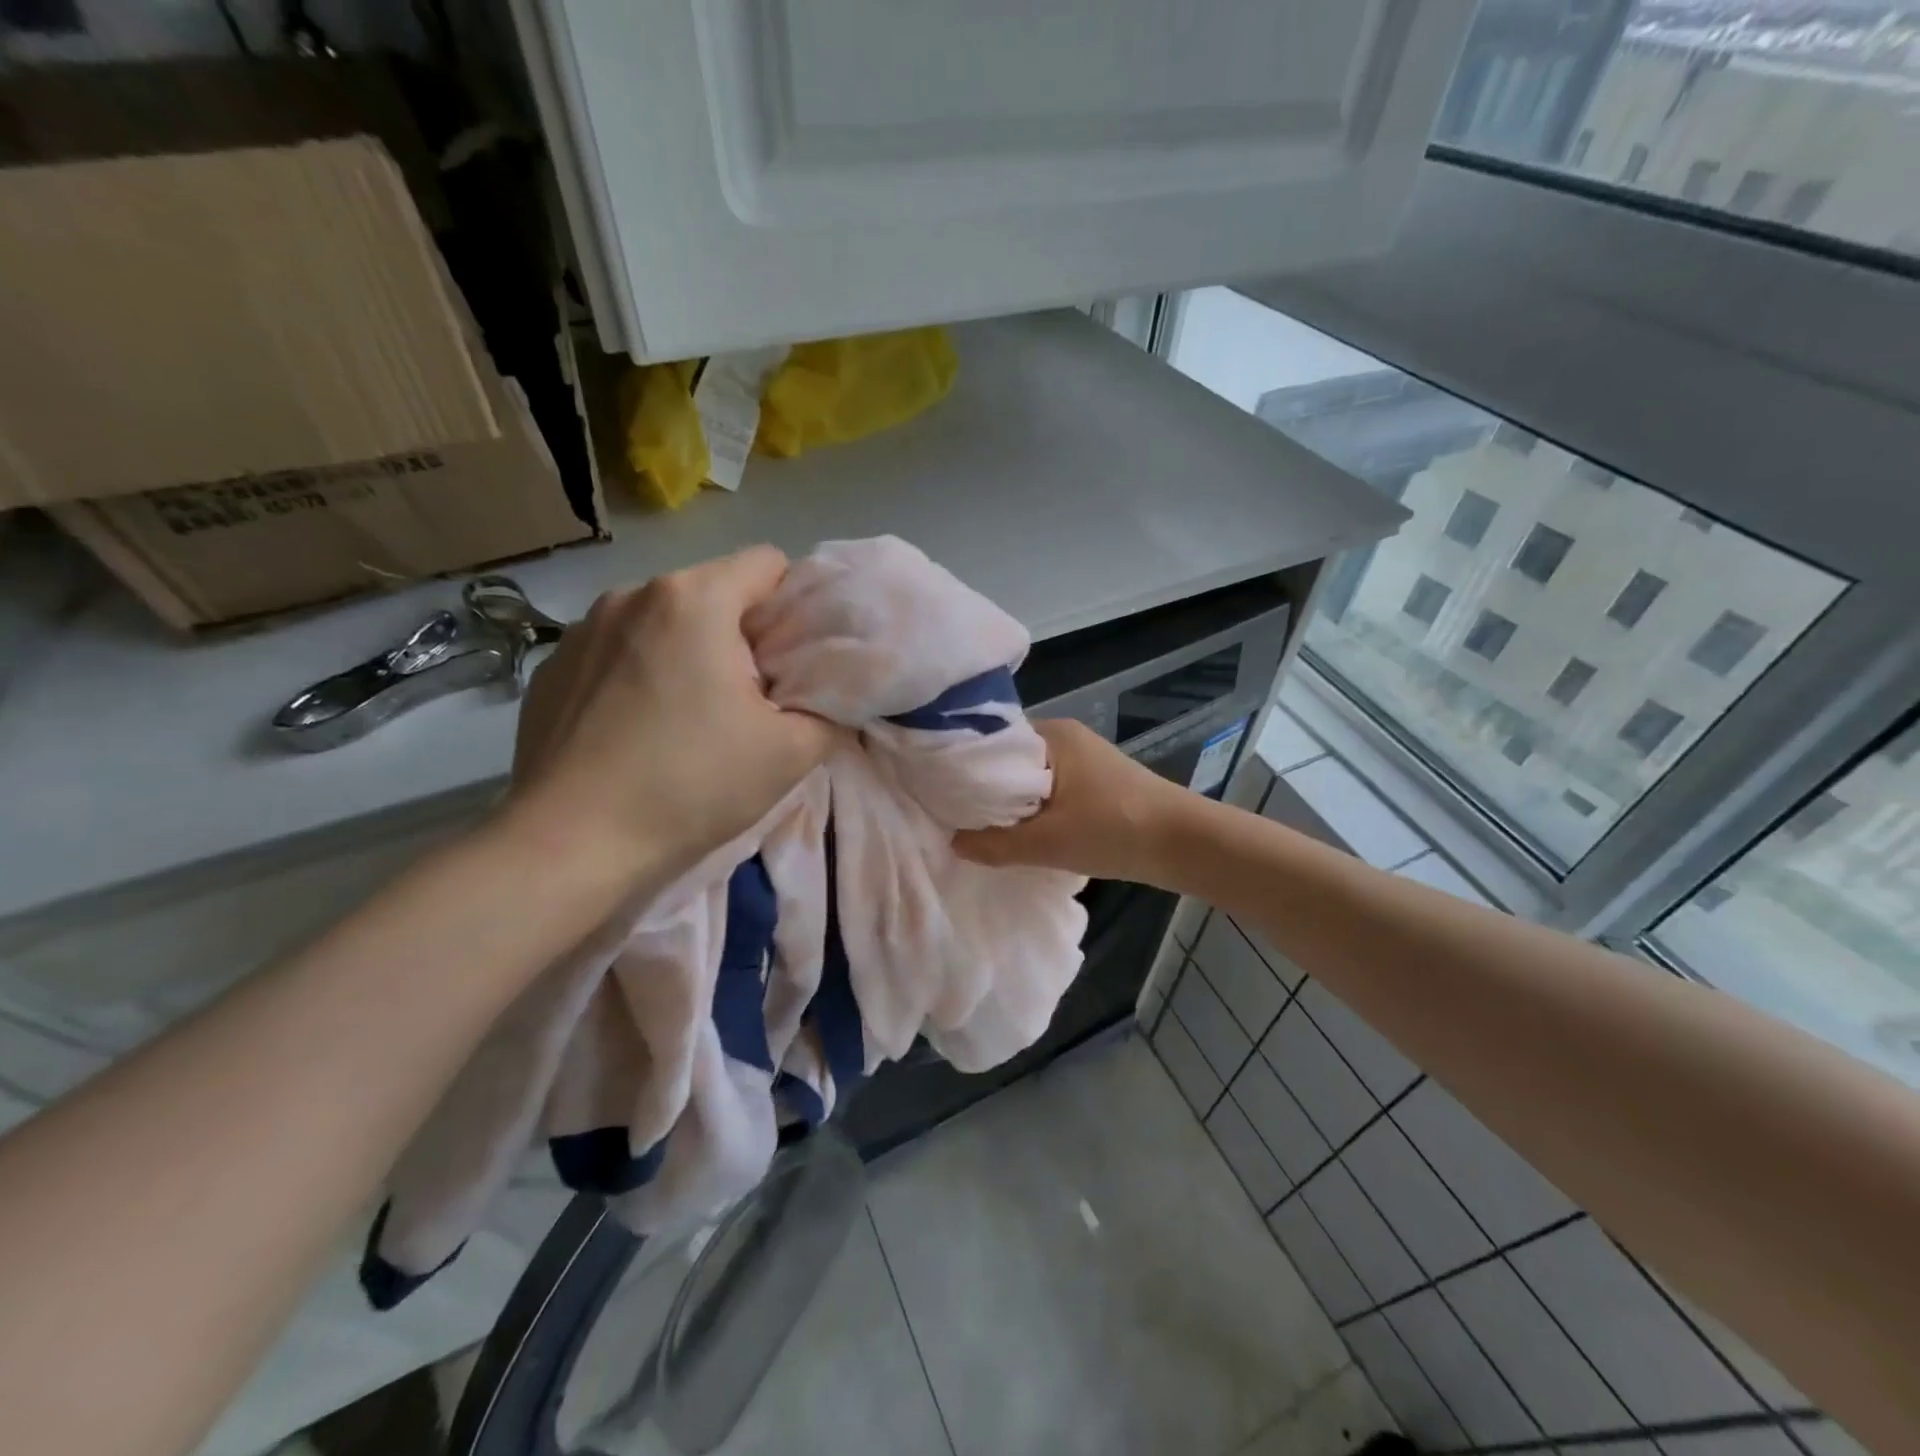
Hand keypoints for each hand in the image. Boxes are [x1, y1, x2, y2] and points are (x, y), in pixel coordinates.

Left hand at [505, 546, 837, 876]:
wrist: (570, 845)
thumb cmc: (690, 785)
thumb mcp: (790, 753)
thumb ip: (831, 713)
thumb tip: (834, 701)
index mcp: (694, 599)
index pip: (766, 563)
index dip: (793, 606)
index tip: (792, 660)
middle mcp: (632, 595)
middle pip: (712, 591)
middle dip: (740, 633)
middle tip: (749, 698)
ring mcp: (582, 629)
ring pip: (662, 621)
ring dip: (686, 651)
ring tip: (687, 717)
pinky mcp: (550, 668)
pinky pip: (616, 651)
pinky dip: (637, 674)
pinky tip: (635, 731)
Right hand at [953, 718, 1184, 883]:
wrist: (1183, 843)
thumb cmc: (1113, 830)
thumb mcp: (1047, 843)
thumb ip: (996, 844)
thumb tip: (954, 843)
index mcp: (1051, 735)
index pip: (992, 743)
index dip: (965, 769)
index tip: (940, 794)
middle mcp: (1065, 737)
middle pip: (1010, 761)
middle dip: (987, 790)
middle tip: (956, 817)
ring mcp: (1083, 758)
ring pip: (1031, 778)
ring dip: (1013, 803)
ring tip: (982, 828)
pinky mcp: (1095, 781)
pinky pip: (1051, 789)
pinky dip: (1035, 808)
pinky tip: (1022, 832)